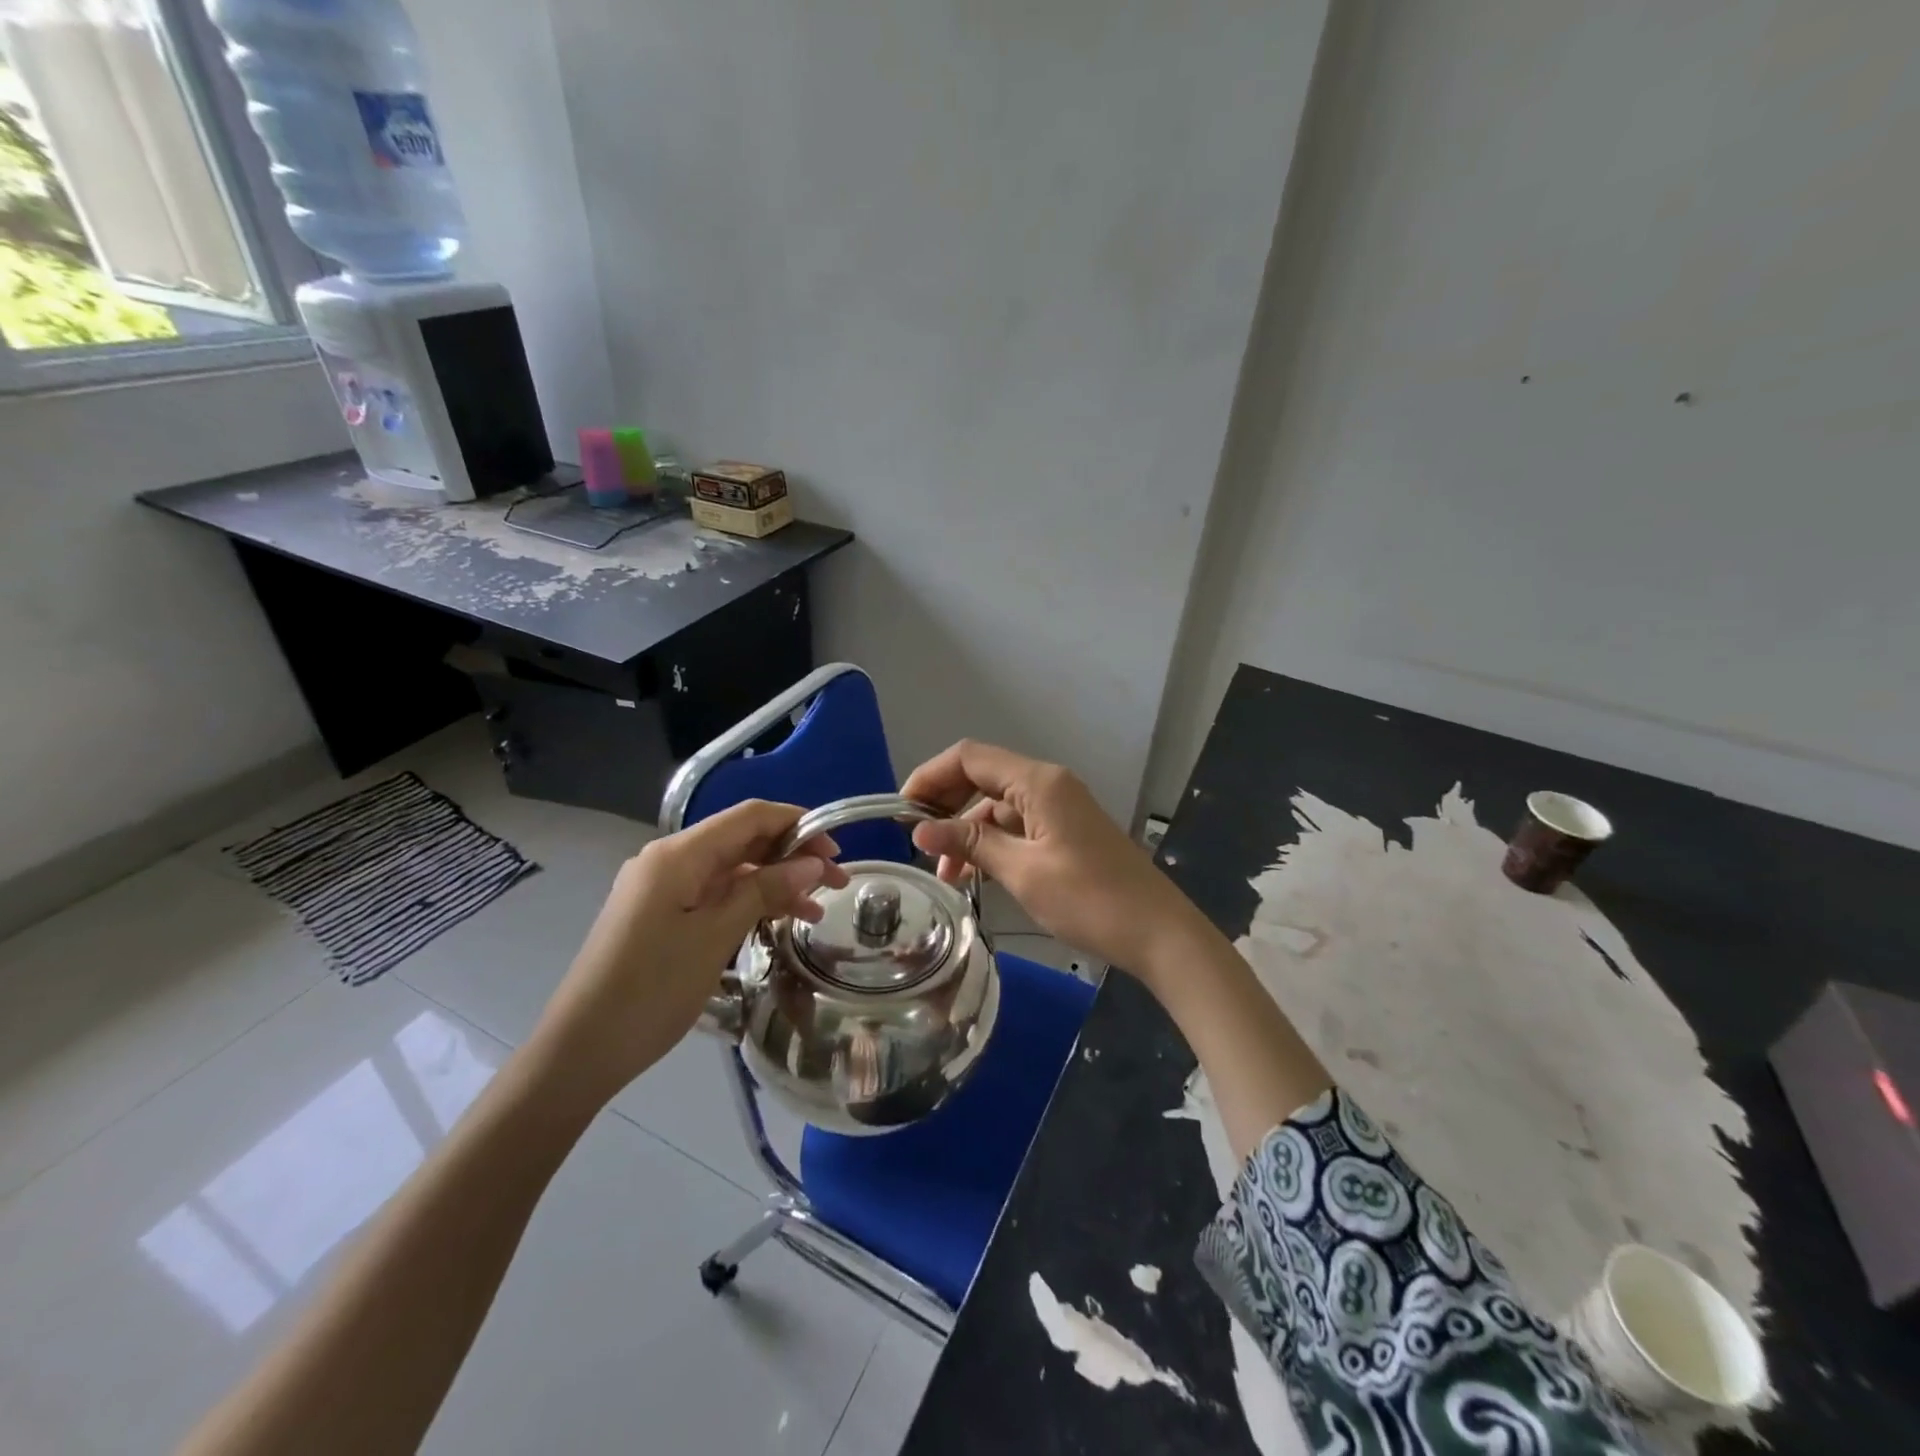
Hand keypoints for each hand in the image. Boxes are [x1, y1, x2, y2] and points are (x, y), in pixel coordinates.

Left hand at [532, 800, 849, 1107]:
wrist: (581, 1049)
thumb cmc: (651, 989)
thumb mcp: (716, 936)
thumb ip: (764, 891)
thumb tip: (812, 862)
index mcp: (678, 854)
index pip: (749, 817)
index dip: (797, 823)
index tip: (836, 850)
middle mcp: (669, 860)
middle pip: (742, 840)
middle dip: (791, 855)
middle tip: (835, 883)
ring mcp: (662, 888)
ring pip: (731, 870)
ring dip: (774, 882)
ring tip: (815, 912)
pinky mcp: (660, 915)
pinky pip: (714, 894)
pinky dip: (748, 902)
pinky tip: (776, 922)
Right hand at [901, 741, 1208, 975]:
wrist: (1157, 932)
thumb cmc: (1088, 899)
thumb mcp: (1022, 871)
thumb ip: (971, 842)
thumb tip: (920, 829)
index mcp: (1038, 782)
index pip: (970, 757)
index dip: (930, 777)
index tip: (901, 812)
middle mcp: (1048, 784)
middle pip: (982, 776)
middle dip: (945, 803)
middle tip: (917, 841)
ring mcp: (1060, 807)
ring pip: (998, 805)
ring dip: (967, 831)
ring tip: (944, 874)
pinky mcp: (1066, 831)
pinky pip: (1018, 826)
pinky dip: (992, 843)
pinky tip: (975, 875)